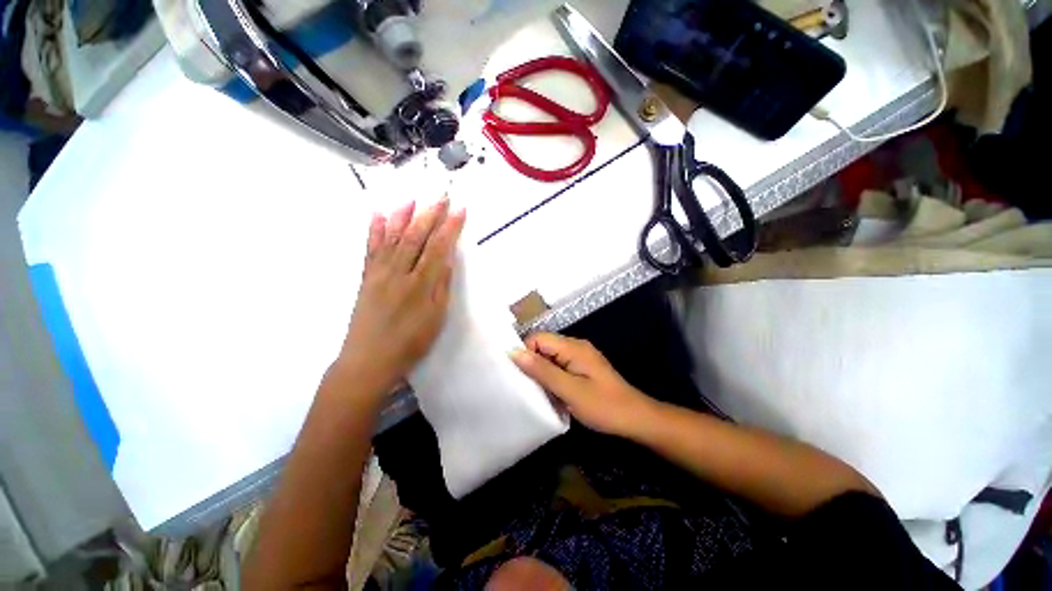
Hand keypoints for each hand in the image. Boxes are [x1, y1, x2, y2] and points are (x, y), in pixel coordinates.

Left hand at [339, 198, 465, 390]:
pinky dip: (374, 230)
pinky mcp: (366, 278)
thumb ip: (442, 286)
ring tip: (412, 198)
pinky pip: (370, 248)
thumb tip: (448, 260)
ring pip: (392, 238)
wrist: (369, 360)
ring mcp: (379, 273)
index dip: (450, 227)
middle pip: (415, 237)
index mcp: (421, 285)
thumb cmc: (410, 342)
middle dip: (430, 214)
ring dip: (403, 216)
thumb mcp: (436, 318)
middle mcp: (399, 273)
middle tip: (440, 196)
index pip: (438, 248)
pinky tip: (377, 214)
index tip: (460, 210)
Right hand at [511, 333, 656, 436]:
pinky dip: (552, 378)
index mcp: (573, 347)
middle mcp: (575, 346)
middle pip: (543, 346)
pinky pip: (559, 366)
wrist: (635, 419)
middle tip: (528, 387)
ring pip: (550, 358)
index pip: (538, 338)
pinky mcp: (582, 368)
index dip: (526, 353)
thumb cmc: (603, 406)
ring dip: (542, 373)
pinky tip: (552, 394)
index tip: (520, 376)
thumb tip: (514, 352)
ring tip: (539, 393)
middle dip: (533, 364)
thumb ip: (542, 370)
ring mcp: (580, 357)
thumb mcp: (569, 390)